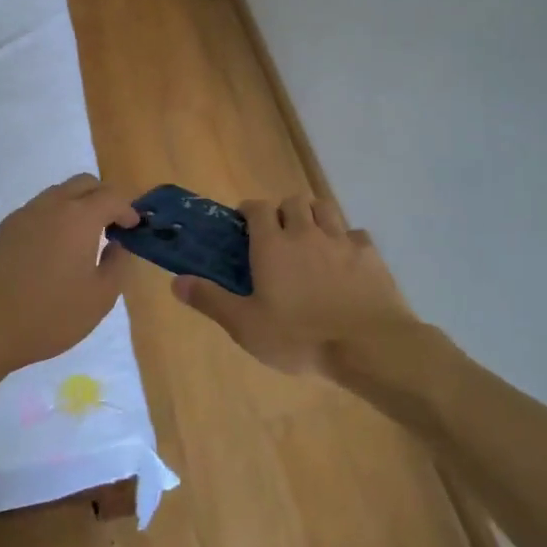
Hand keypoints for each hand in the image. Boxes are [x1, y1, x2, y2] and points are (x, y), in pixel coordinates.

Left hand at [0, 174, 140, 378]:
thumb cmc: (48, 316)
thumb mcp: (99, 298)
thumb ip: (117, 265)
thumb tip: (118, 244)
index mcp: (78, 217)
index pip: (112, 196)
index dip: (128, 209)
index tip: (134, 228)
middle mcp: (50, 206)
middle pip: (84, 183)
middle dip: (103, 198)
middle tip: (112, 227)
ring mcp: (22, 215)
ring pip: (58, 194)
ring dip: (77, 206)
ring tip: (83, 241)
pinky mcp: (2, 230)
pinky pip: (37, 211)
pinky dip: (54, 218)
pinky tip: (53, 252)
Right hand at [173, 195, 416, 375]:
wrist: (368, 345)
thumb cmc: (299, 336)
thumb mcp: (246, 326)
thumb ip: (211, 300)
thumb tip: (176, 281)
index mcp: (273, 245)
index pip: (258, 208)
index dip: (249, 210)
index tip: (244, 223)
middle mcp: (306, 233)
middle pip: (294, 201)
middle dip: (284, 210)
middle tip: (279, 235)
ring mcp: (341, 240)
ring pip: (325, 208)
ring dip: (314, 215)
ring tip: (310, 238)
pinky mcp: (370, 254)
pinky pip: (355, 233)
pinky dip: (346, 239)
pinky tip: (344, 259)